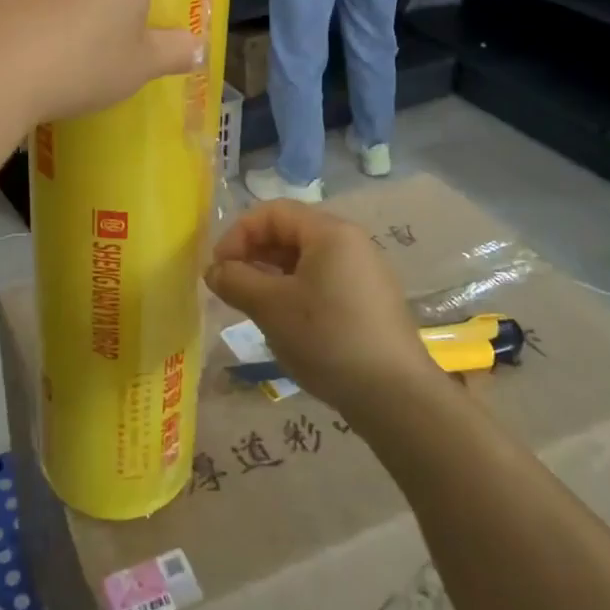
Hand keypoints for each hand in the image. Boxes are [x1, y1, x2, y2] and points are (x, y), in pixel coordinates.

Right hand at [206, 201, 439, 419]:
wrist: (395, 396)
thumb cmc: (327, 338)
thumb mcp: (270, 307)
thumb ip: (235, 281)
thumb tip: (214, 270)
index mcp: (330, 232)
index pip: (272, 212)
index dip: (238, 234)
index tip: (218, 268)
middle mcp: (351, 242)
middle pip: (290, 232)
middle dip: (254, 254)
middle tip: (231, 287)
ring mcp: (365, 272)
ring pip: (306, 259)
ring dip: (272, 275)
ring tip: (253, 305)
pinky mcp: (370, 301)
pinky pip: (324, 280)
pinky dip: (296, 290)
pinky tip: (286, 322)